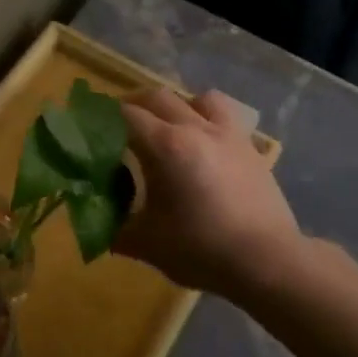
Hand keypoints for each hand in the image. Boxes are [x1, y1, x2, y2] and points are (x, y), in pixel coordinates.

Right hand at [117, 87, 303, 298]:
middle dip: (135, 105)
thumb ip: (116, 230)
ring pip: (198, 99)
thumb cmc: (201, 249)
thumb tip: (97, 227)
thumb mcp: (148, 244)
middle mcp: (195, 128)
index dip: (104, 118)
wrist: (266, 260)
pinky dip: (209, 120)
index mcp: (165, 146)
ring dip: (178, 105)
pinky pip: (226, 117)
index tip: (91, 128)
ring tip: (169, 126)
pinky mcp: (249, 147)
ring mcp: (227, 134)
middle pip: (158, 97)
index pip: (126, 116)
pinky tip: (205, 144)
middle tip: (120, 125)